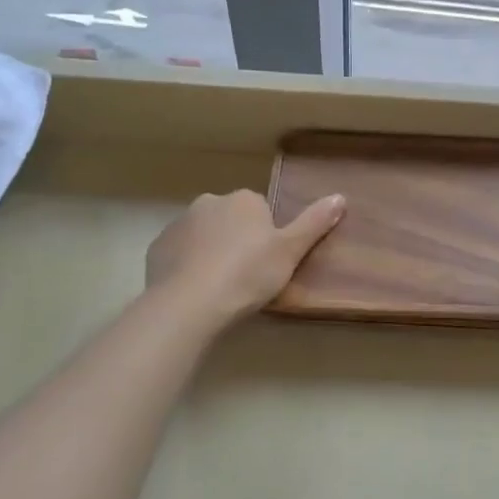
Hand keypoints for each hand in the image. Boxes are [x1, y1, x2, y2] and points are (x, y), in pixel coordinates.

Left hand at [145, 189, 344, 328]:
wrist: (190, 303)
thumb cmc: (248, 274)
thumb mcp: (290, 251)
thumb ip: (314, 223)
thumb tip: (340, 196)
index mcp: (243, 200)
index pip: (261, 211)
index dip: (267, 237)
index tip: (268, 263)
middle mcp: (209, 202)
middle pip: (230, 220)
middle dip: (237, 241)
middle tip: (247, 276)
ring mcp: (179, 224)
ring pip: (203, 235)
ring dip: (211, 252)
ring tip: (221, 288)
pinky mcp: (157, 248)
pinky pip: (179, 253)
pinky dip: (187, 266)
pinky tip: (196, 291)